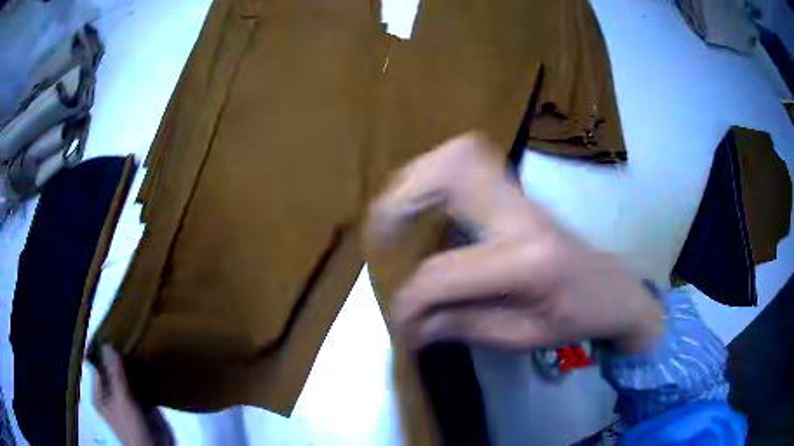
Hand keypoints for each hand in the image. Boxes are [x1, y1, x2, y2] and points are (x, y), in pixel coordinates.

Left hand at [93, 345, 156, 445]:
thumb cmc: (132, 428)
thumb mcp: (123, 402)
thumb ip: (115, 376)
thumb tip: (107, 345)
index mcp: (101, 395)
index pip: (99, 367)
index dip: (104, 352)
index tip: (113, 333)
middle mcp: (112, 395)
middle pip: (114, 371)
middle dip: (121, 357)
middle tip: (129, 335)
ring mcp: (128, 400)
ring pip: (129, 377)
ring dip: (134, 365)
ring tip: (140, 344)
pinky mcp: (144, 404)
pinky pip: (142, 386)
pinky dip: (146, 376)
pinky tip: (151, 363)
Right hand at [365, 132, 662, 352]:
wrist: (614, 288)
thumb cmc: (576, 319)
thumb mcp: (522, 338)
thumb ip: (461, 327)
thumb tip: (408, 324)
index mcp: (529, 263)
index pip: (445, 273)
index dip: (410, 300)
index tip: (401, 322)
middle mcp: (523, 215)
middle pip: (453, 171)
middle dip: (402, 198)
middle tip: (381, 234)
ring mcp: (522, 195)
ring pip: (460, 155)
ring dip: (417, 178)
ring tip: (397, 216)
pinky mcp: (517, 192)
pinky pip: (468, 162)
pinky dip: (434, 175)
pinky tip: (425, 203)